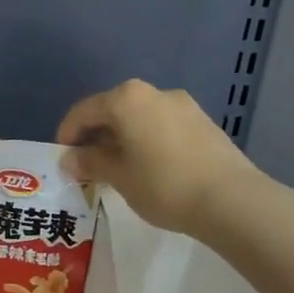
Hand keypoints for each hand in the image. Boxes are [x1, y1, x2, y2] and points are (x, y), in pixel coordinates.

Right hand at [56, 80, 261, 236]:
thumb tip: (70, 158)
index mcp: (127, 99)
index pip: (84, 111)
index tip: (62, 159)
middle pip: (113, 111)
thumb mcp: (118, 176)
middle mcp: (154, 92)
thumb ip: (90, 162)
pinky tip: (150, 169)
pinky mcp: (203, 122)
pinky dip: (147, 141)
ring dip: (123, 139)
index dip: (67, 134)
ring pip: (139, 118)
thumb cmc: (163, 184)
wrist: (231, 200)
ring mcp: (183, 105)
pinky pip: (162, 126)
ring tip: (119, 170)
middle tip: (88, 167)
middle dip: (96, 137)